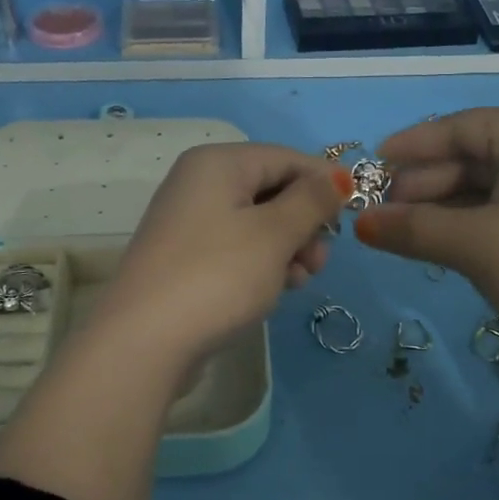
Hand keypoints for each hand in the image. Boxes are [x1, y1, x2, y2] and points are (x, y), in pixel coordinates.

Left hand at [95, 142, 348, 367]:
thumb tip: (336, 177)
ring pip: (257, 223)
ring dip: (288, 248)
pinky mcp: (186, 259)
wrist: (145, 341)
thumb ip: (311, 201)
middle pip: (272, 189)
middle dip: (304, 222)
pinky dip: (262, 263)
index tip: (353, 215)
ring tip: (300, 281)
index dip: (324, 182)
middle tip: (319, 260)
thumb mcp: (275, 234)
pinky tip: (276, 290)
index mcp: (217, 163)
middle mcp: (198, 183)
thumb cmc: (217, 276)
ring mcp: (189, 223)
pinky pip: (237, 248)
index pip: (286, 157)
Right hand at [355, 108, 498, 370]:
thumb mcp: (474, 245)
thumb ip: (412, 229)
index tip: (373, 165)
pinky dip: (475, 223)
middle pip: (476, 155)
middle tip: (386, 214)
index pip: (463, 126)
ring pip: (492, 186)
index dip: (412, 145)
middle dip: (427, 184)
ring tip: (409, 234)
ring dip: (447, 208)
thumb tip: (360, 224)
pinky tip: (450, 244)